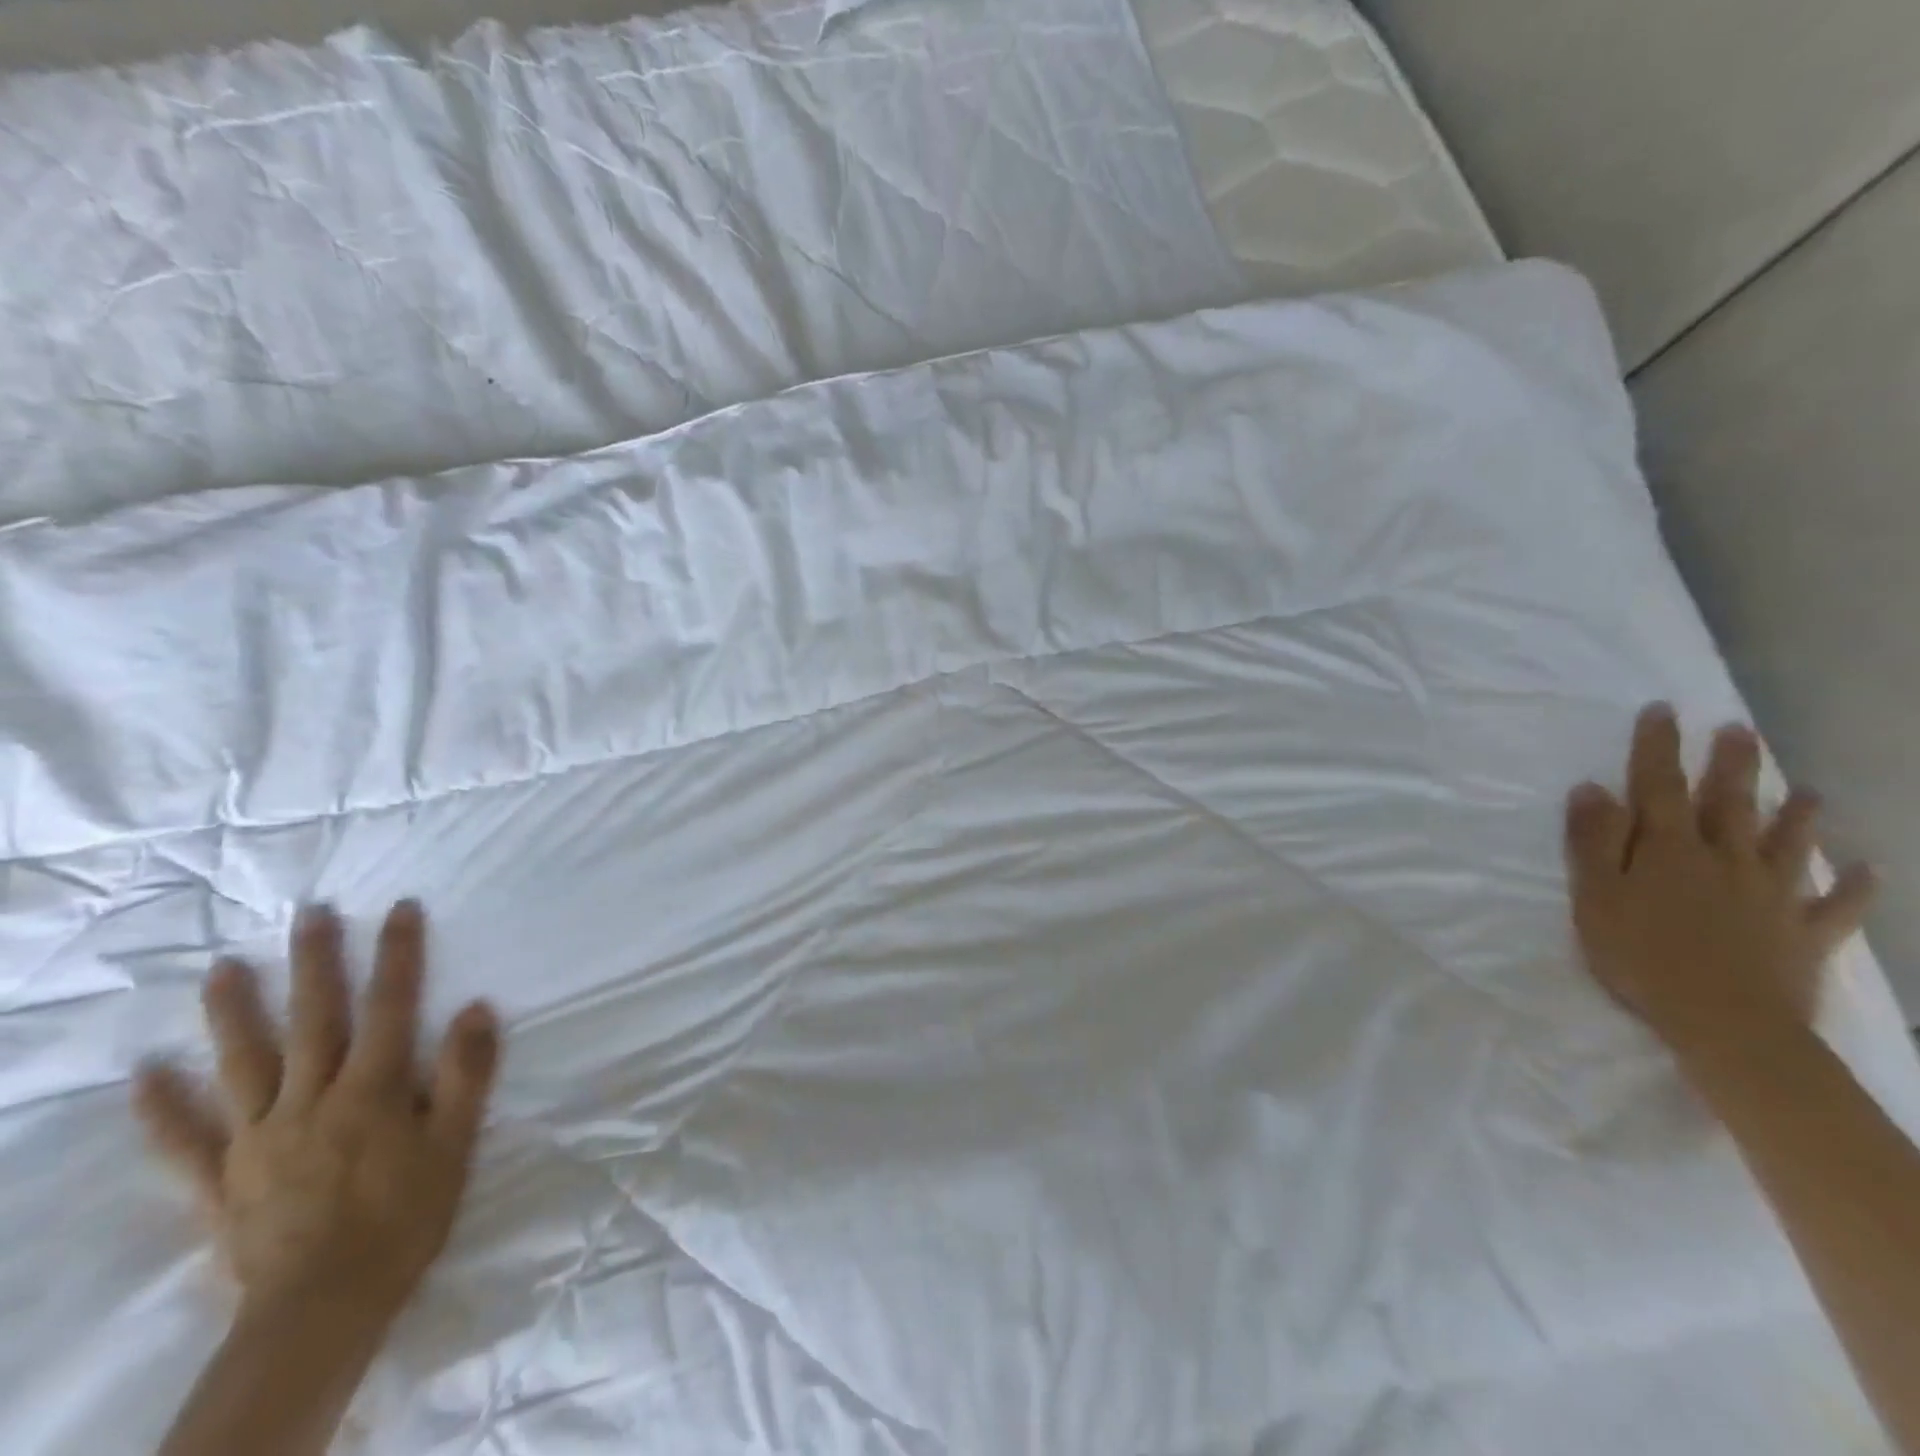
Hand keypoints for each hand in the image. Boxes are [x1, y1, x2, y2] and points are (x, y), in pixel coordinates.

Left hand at [134, 901, 500, 1323]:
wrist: (322, 1310)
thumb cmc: (405, 1217)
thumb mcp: (454, 1143)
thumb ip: (465, 1074)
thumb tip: (475, 1007)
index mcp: (373, 1089)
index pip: (391, 1005)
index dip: (398, 953)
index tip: (400, 908)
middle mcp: (311, 1099)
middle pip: (313, 1019)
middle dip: (313, 962)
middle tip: (308, 913)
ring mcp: (258, 1137)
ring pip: (243, 1064)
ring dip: (232, 1013)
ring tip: (221, 969)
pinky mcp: (222, 1179)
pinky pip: (185, 1141)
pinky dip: (162, 1108)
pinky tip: (145, 1076)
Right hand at [1564, 704, 1875, 1067]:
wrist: (1726, 1024)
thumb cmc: (1641, 956)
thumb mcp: (1595, 897)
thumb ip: (1592, 842)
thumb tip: (1591, 789)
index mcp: (1668, 850)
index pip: (1658, 785)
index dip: (1657, 747)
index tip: (1662, 710)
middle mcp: (1724, 860)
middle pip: (1728, 803)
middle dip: (1730, 765)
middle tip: (1738, 730)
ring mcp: (1772, 895)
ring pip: (1787, 844)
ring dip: (1797, 815)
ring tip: (1806, 789)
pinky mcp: (1803, 934)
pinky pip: (1836, 906)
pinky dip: (1854, 887)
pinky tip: (1868, 871)